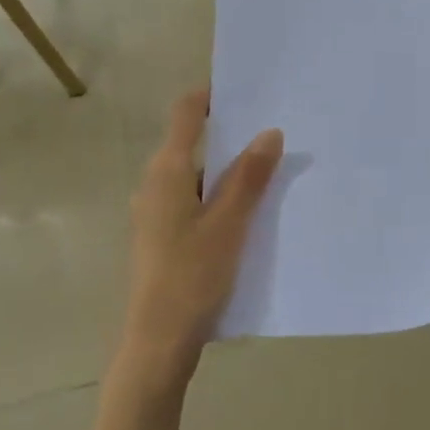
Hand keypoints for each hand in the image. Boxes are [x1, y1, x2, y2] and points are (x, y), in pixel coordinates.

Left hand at [118, 90, 282, 399]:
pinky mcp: (162, 236)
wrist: (158, 340)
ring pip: (196, 176)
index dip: (212, 94)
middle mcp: (155, 184)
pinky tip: (249, 212)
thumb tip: (269, 132)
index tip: (248, 89)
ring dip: (228, 171)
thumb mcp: (229, 224)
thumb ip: (249, 177)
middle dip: (231, 135)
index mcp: (166, 172)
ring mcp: (155, 212)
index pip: (185, 113)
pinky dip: (219, 196)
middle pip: (192, 143)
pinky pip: (194, 201)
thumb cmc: (192, 276)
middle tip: (275, 131)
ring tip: (272, 171)